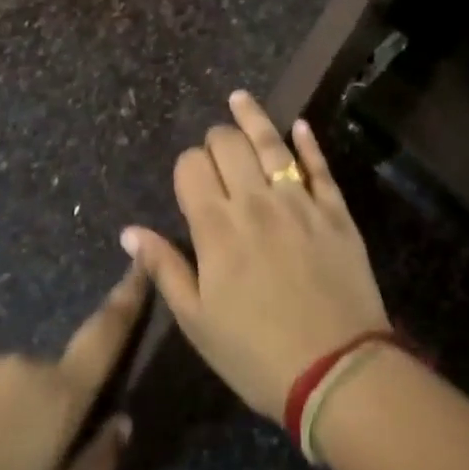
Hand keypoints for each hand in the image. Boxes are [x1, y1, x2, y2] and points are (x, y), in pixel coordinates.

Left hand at [0, 265, 146, 469]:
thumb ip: (96, 466)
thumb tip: (121, 424)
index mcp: (60, 393)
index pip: (106, 332)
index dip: (129, 295)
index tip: (143, 259)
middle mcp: (27, 365)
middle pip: (59, 379)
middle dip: (55, 414)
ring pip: (20, 390)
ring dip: (17, 422)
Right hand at [122, 91, 388, 419]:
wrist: (337, 371)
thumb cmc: (256, 354)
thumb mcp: (197, 321)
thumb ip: (164, 269)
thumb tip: (130, 231)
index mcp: (216, 228)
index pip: (191, 168)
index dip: (186, 166)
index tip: (190, 181)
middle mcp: (255, 201)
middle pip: (228, 145)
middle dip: (215, 139)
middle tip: (215, 150)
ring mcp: (299, 201)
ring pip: (271, 143)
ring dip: (252, 117)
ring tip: (239, 98)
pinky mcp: (335, 210)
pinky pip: (319, 165)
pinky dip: (307, 141)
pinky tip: (298, 124)